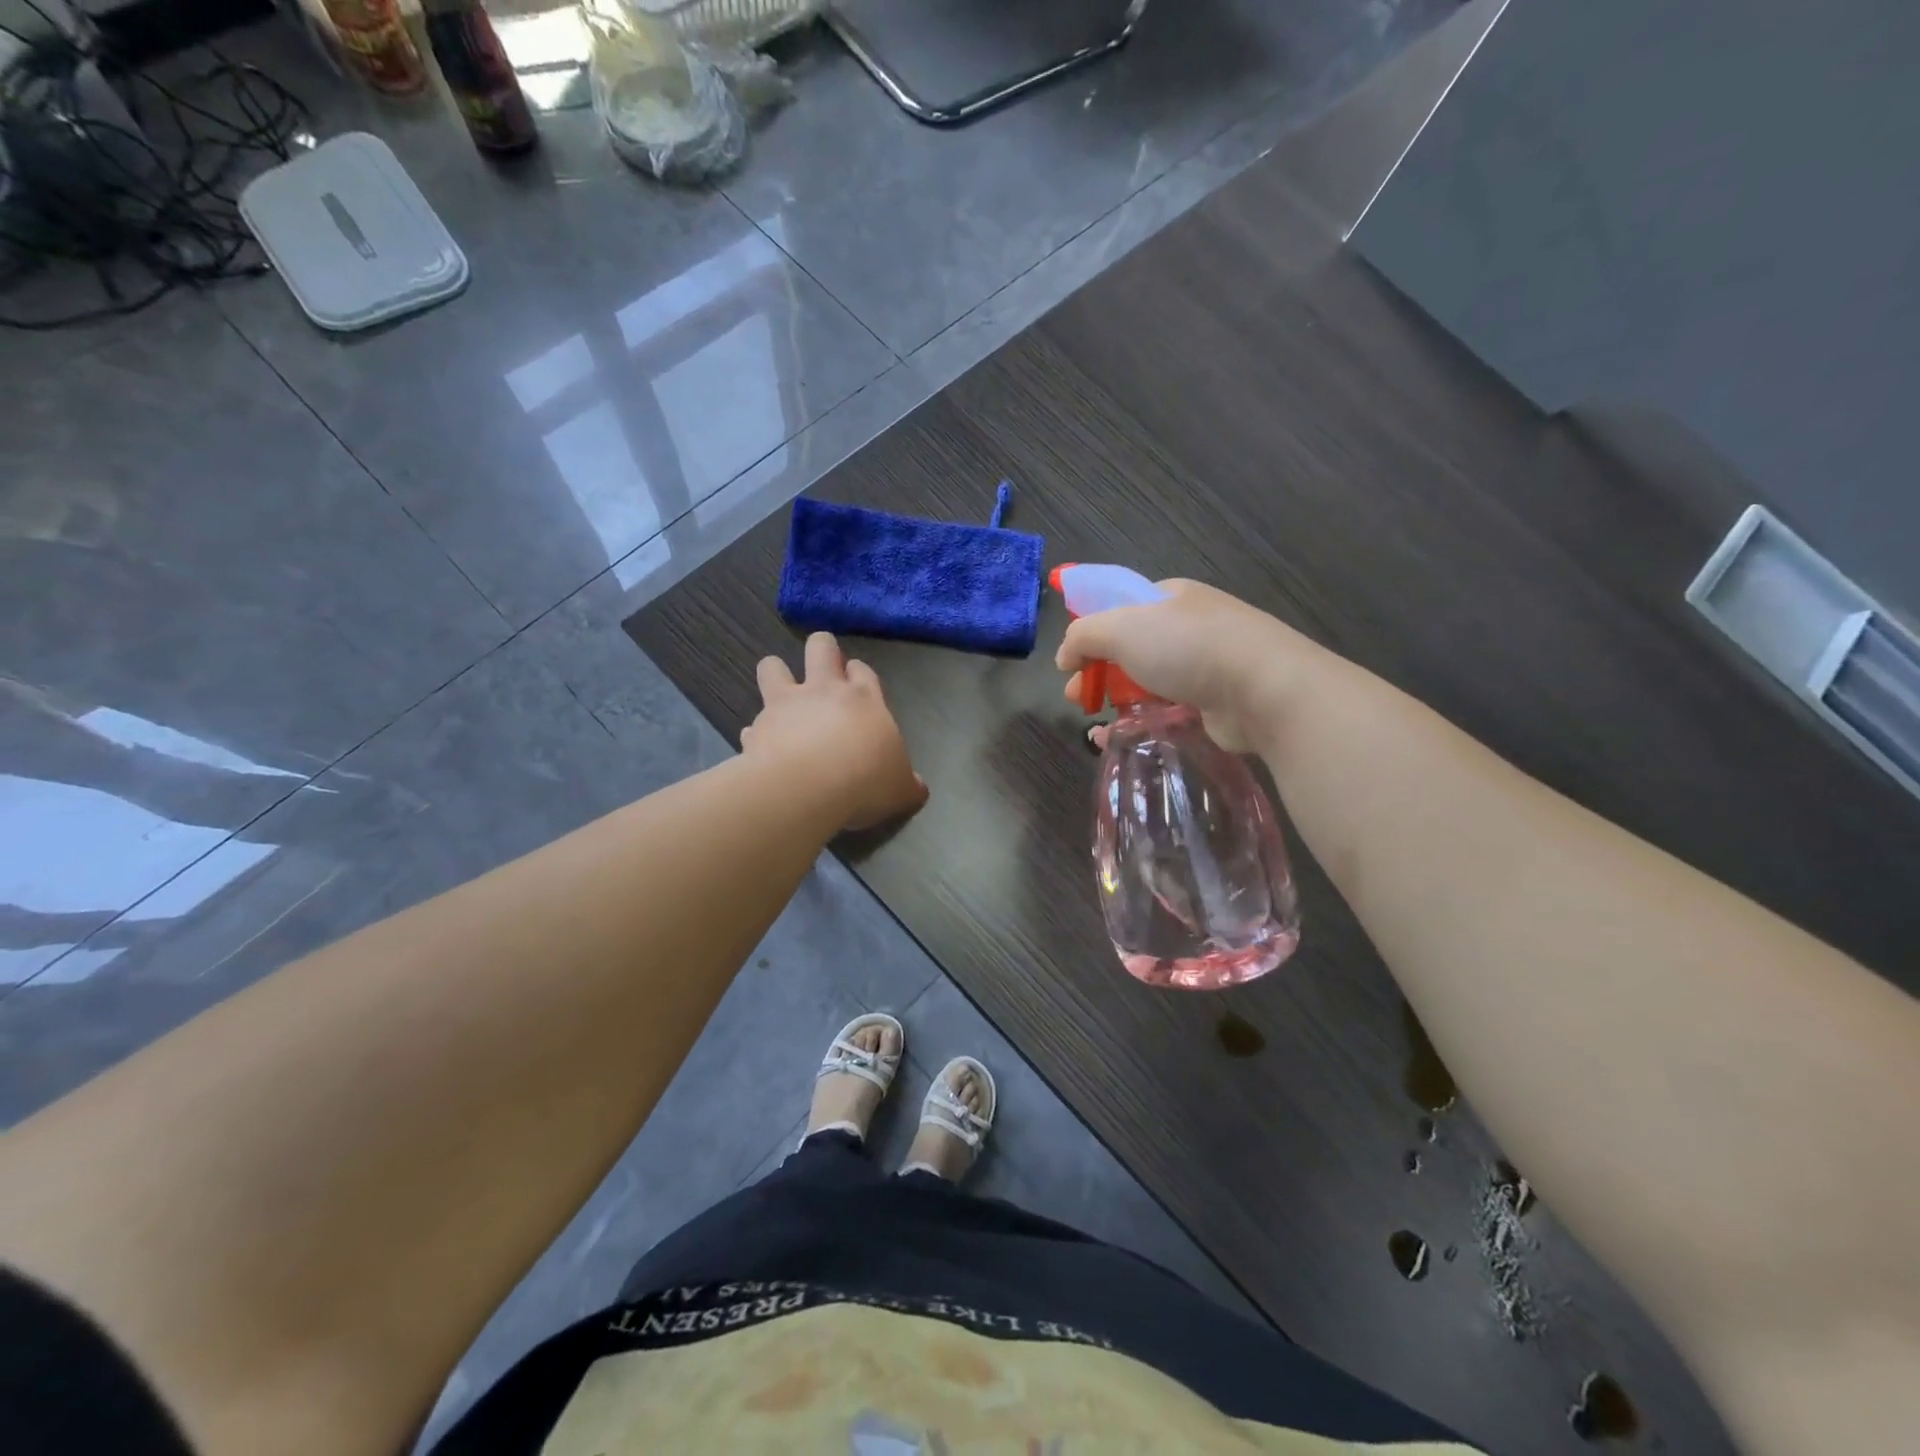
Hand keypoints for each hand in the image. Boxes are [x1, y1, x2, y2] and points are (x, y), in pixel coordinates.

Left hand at [743, 632, 927, 831]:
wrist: (807, 789)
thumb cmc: (865, 782)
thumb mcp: (901, 790)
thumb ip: (908, 784)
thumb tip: (918, 787)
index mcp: (864, 699)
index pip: (862, 671)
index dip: (858, 674)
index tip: (857, 685)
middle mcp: (823, 691)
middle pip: (820, 647)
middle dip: (822, 650)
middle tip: (823, 669)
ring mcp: (785, 706)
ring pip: (772, 666)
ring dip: (776, 673)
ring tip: (781, 692)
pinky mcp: (756, 729)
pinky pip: (752, 724)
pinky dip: (756, 733)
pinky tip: (761, 748)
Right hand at [1055, 580, 1310, 751]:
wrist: (1263, 688)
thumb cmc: (1187, 646)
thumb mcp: (1120, 627)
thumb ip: (1082, 636)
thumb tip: (1065, 656)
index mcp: (1170, 596)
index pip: (1120, 607)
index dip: (1091, 631)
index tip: (1071, 661)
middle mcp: (1190, 626)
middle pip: (1131, 648)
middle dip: (1098, 671)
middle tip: (1077, 697)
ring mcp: (1207, 664)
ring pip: (1149, 681)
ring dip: (1117, 699)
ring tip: (1095, 723)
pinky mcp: (1216, 702)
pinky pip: (1169, 710)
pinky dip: (1142, 723)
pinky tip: (1121, 739)